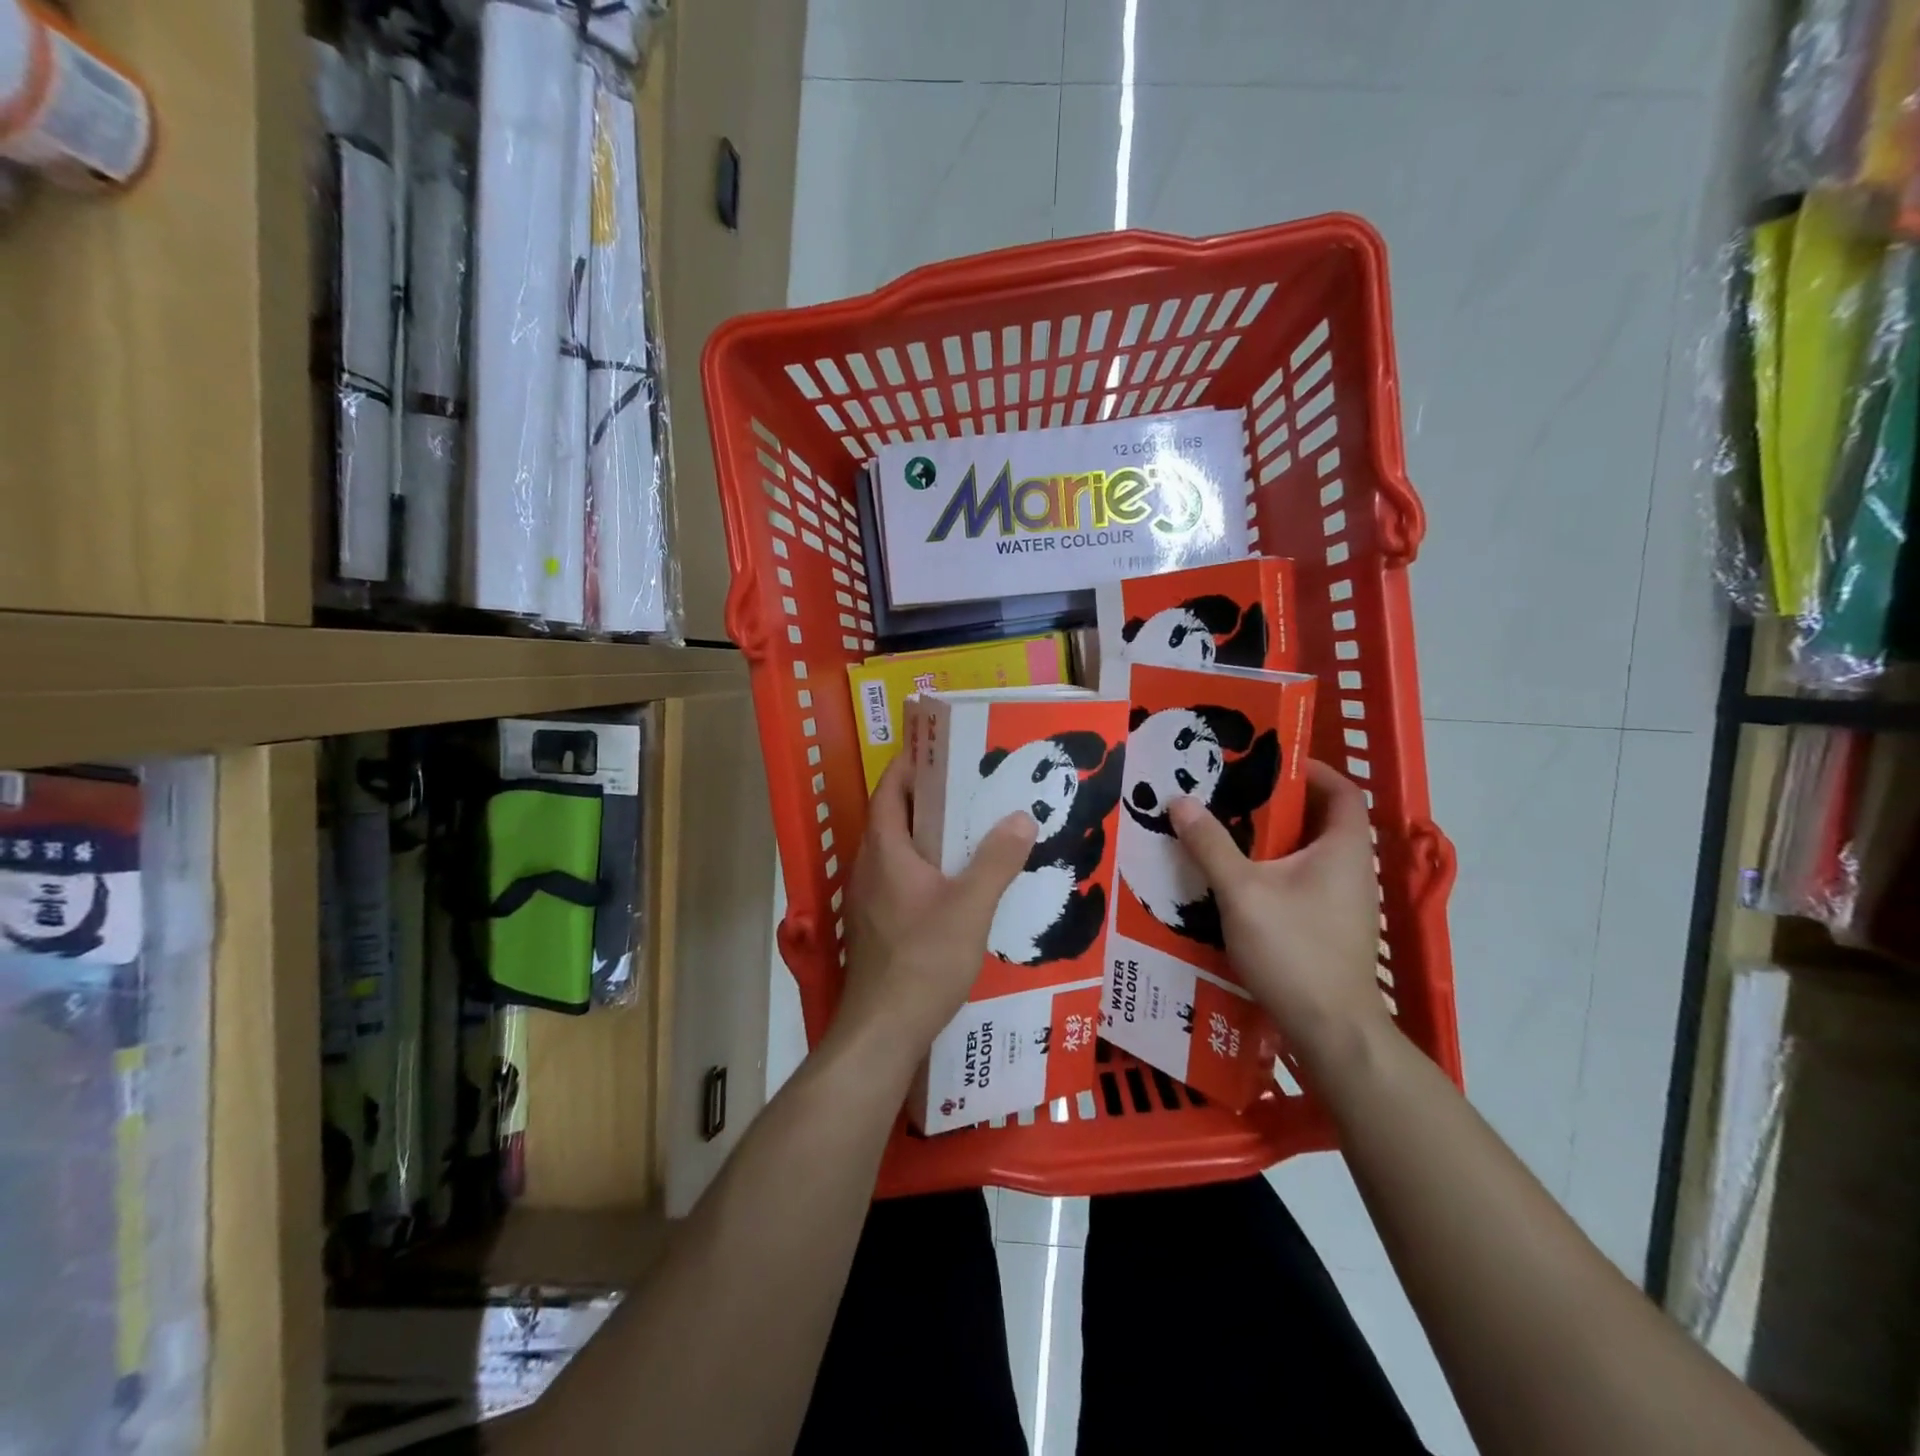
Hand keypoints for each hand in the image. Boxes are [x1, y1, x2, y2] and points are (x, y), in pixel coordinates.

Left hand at [834, 754, 1037, 1068]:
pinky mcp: (877, 926)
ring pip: (898, 851)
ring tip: (972, 830)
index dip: (912, 765)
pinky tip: (959, 884)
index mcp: (884, 851)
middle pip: (894, 817)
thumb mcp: (970, 907)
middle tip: (973, 787)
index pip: (891, 790)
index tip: (945, 750)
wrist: (882, 1031)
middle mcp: (869, 868)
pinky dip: (926, 868)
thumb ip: (996, 861)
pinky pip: (901, 879)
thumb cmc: (923, 961)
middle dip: (929, 798)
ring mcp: (869, 899)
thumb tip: (1021, 817)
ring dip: (928, 835)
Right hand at [1168, 759, 1386, 1064]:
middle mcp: (1352, 869)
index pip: (1341, 790)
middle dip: (1277, 804)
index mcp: (1343, 848)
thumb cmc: (1294, 950)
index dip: (1311, 769)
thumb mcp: (1242, 892)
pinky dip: (1275, 871)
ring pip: (1309, 854)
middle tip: (1230, 795)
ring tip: (1225, 833)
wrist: (1332, 1030)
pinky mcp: (1332, 927)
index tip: (1267, 763)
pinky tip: (1236, 883)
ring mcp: (1345, 902)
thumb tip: (1180, 801)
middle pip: (1320, 820)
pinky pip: (1303, 882)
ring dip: (1272, 840)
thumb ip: (1210, 845)